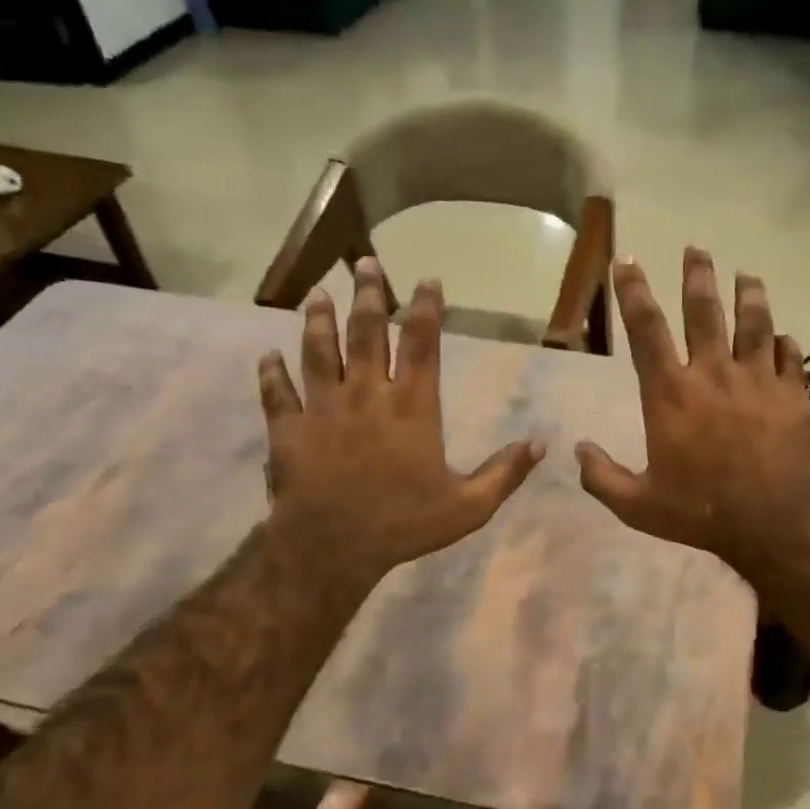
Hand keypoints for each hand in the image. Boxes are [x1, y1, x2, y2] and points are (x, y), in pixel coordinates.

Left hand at [259, 258, 544, 583]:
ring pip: (318, 350)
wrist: (333, 545)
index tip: (428, 279)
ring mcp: (323, 407)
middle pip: (366, 332)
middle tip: (365, 263)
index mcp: (412, 407)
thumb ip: (504, 473)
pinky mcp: (289, 427)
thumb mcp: (468, 507)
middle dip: (368, 294)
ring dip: (318, 320)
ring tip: (318, 294)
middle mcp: (366, 393)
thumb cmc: (404, 524)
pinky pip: (277, 393)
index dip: (426, 307)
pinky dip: (271, 373)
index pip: (422, 343)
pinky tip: (267, 356)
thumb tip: (541, 444)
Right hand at [576, 249, 809, 573]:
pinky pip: (789, 356)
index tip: (627, 261)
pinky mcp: (792, 394)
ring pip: (754, 322)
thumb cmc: (700, 511)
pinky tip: (783, 336)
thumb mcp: (637, 505)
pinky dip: (784, 343)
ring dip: (749, 294)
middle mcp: (713, 373)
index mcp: (670, 394)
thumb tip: (579, 451)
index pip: (646, 330)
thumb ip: (602, 478)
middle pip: (704, 310)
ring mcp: (757, 380)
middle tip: (696, 249)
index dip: (633, 292)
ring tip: (747, 275)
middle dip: (697, 276)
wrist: (771, 521)